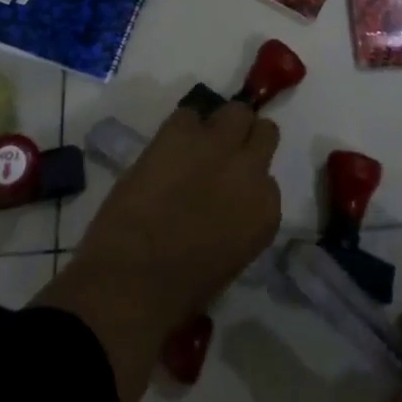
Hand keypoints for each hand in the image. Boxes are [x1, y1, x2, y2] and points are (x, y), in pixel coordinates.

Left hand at [35, 102, 280, 401]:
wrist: (132, 279)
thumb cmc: (179, 290)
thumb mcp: (229, 257)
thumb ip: (238, 220)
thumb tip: (225, 204)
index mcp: (265, 210)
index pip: (268, 180)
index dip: (248, 180)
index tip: (231, 187)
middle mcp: (250, 170)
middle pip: (263, 132)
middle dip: (246, 139)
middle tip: (223, 152)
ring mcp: (217, 145)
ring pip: (235, 111)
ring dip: (219, 125)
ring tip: (196, 143)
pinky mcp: (180, 131)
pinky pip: (188, 114)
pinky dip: (180, 128)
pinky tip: (165, 149)